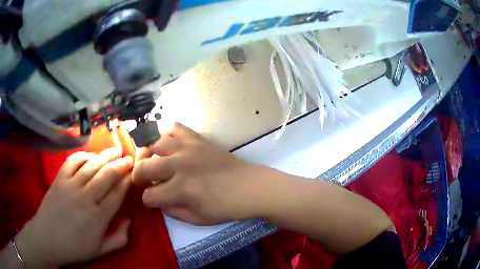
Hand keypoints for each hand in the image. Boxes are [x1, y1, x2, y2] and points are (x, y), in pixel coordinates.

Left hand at [16, 148, 132, 267]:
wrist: (47, 239)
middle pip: (107, 176)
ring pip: (92, 166)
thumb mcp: (101, 251)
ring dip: (106, 156)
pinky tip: (90, 155)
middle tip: (130, 157)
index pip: (117, 194)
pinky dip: (83, 155)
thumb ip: (119, 239)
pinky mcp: (59, 179)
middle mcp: (86, 198)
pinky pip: (73, 161)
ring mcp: (71, 186)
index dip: (127, 181)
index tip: (135, 173)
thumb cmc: (75, 247)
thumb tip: (130, 221)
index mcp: (98, 218)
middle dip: (121, 164)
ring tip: (116, 149)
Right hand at [133, 123, 260, 224]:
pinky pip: (174, 126)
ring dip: (147, 153)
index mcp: (181, 189)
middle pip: (144, 167)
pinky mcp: (197, 138)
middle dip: (138, 176)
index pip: (149, 195)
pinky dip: (164, 132)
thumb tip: (157, 200)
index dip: (147, 200)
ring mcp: (188, 148)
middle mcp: (180, 165)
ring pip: (153, 143)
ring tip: (150, 160)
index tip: (151, 200)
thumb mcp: (198, 219)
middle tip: (144, 180)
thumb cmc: (226, 207)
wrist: (249, 187)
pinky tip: (165, 142)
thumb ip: (172, 211)